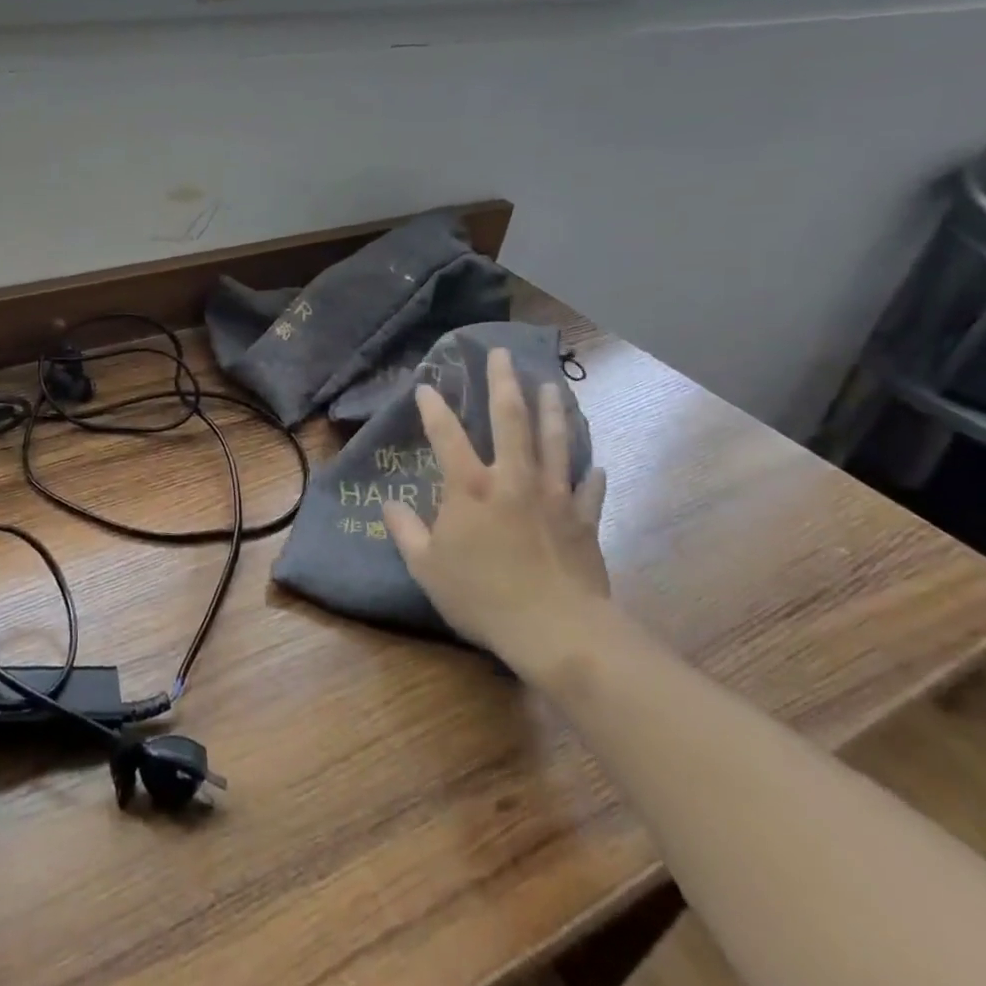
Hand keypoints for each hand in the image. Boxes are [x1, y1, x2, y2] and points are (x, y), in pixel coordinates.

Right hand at [382, 349, 608, 671]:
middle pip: (511, 419)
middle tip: (502, 354)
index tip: (426, 385)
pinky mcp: (584, 521)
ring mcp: (554, 496)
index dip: (433, 407)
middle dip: (504, 382)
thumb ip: (406, 532)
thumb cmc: (483, 596)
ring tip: (552, 386)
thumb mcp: (426, 567)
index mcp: (470, 487)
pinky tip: (595, 465)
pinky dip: (591, 475)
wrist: (558, 631)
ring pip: (555, 442)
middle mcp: (513, 479)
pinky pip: (589, 490)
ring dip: (552, 410)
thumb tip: (389, 506)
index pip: (446, 434)